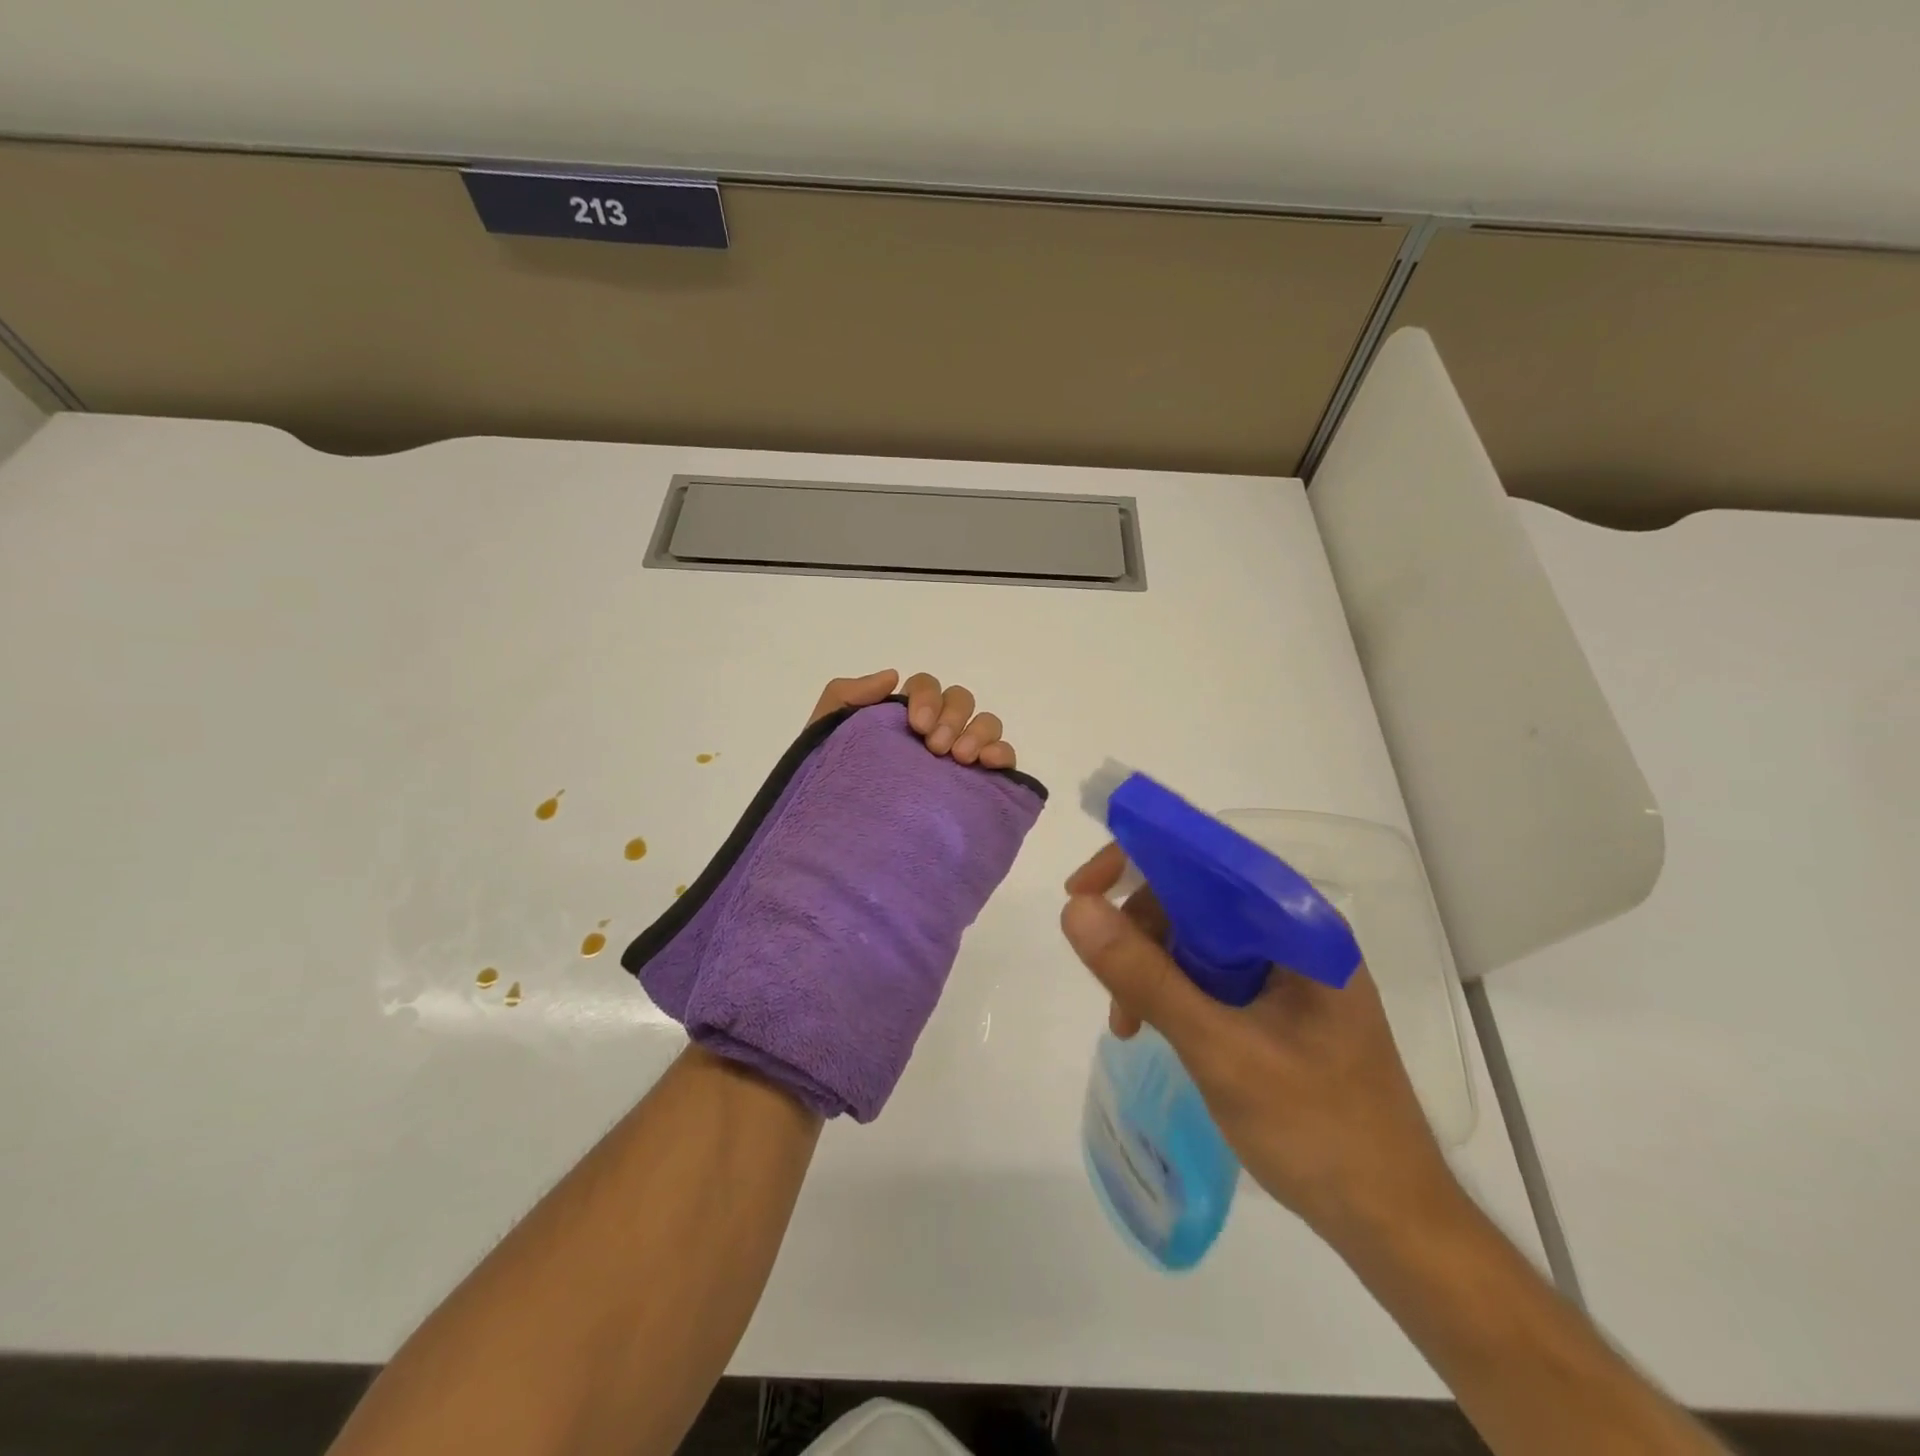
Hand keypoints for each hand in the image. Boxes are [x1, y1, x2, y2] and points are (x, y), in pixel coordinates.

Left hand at [807, 670, 1016, 767]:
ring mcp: (958, 760)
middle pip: (960, 701)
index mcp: (902, 718)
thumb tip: (892, 676)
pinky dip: (1003, 753)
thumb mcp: (824, 736)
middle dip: (952, 717)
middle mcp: (935, 734)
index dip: (927, 697)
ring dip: (978, 732)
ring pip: (985, 724)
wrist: (842, 846)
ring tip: (961, 758)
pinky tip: (989, 764)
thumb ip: (845, 696)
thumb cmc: (831, 787)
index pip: (927, 688)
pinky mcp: (978, 787)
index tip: (916, 726)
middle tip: (935, 748)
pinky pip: (1003, 758)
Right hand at [1059, 844, 1459, 1246]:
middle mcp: (1293, 933)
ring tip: (1127, 1022)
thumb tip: (1075, 909)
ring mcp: (1286, 969)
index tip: (1080, 891)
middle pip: (1195, 895)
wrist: (1392, 1223)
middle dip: (1139, 928)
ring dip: (1149, 966)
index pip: (1207, 859)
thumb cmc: (1319, 1131)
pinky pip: (1208, 971)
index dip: (1138, 858)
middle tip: (1106, 980)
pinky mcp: (1276, 1002)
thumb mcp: (1220, 1051)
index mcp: (1297, 925)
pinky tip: (1150, 1027)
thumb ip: (1146, 977)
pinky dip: (1170, 991)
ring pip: (1194, 934)